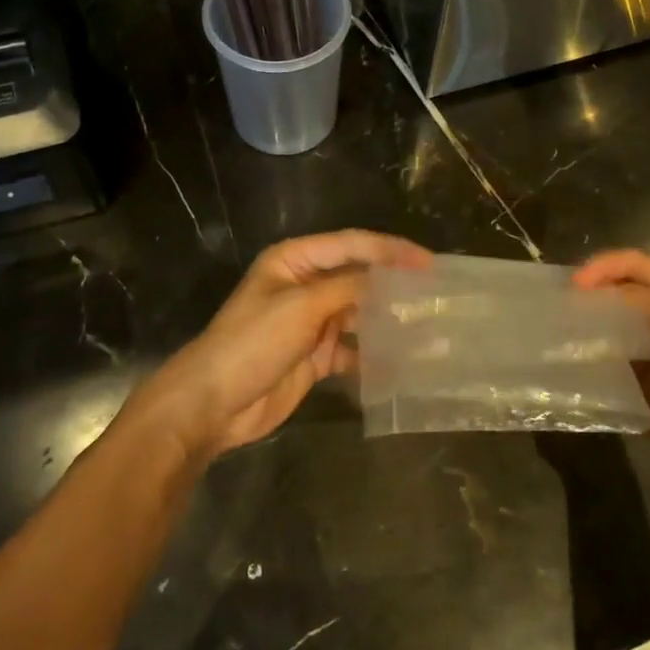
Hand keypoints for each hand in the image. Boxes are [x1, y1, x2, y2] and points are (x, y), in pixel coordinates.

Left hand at [126, 230, 430, 463]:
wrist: (213, 403)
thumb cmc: (252, 342)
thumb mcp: (300, 307)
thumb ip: (347, 288)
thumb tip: (389, 279)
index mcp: (296, 260)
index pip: (352, 245)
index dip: (391, 251)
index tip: (429, 264)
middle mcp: (306, 286)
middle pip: (359, 279)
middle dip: (395, 287)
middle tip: (437, 297)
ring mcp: (311, 322)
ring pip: (360, 315)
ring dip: (390, 322)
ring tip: (429, 329)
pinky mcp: (316, 356)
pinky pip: (354, 349)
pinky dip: (376, 356)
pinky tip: (403, 363)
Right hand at [572, 249, 649, 501]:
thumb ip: (641, 299)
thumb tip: (590, 296)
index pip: (632, 265)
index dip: (601, 267)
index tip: (573, 286)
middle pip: (615, 293)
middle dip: (587, 295)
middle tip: (556, 306)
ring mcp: (647, 353)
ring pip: (605, 329)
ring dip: (582, 328)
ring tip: (553, 333)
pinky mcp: (634, 386)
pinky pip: (603, 366)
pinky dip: (584, 361)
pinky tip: (565, 363)